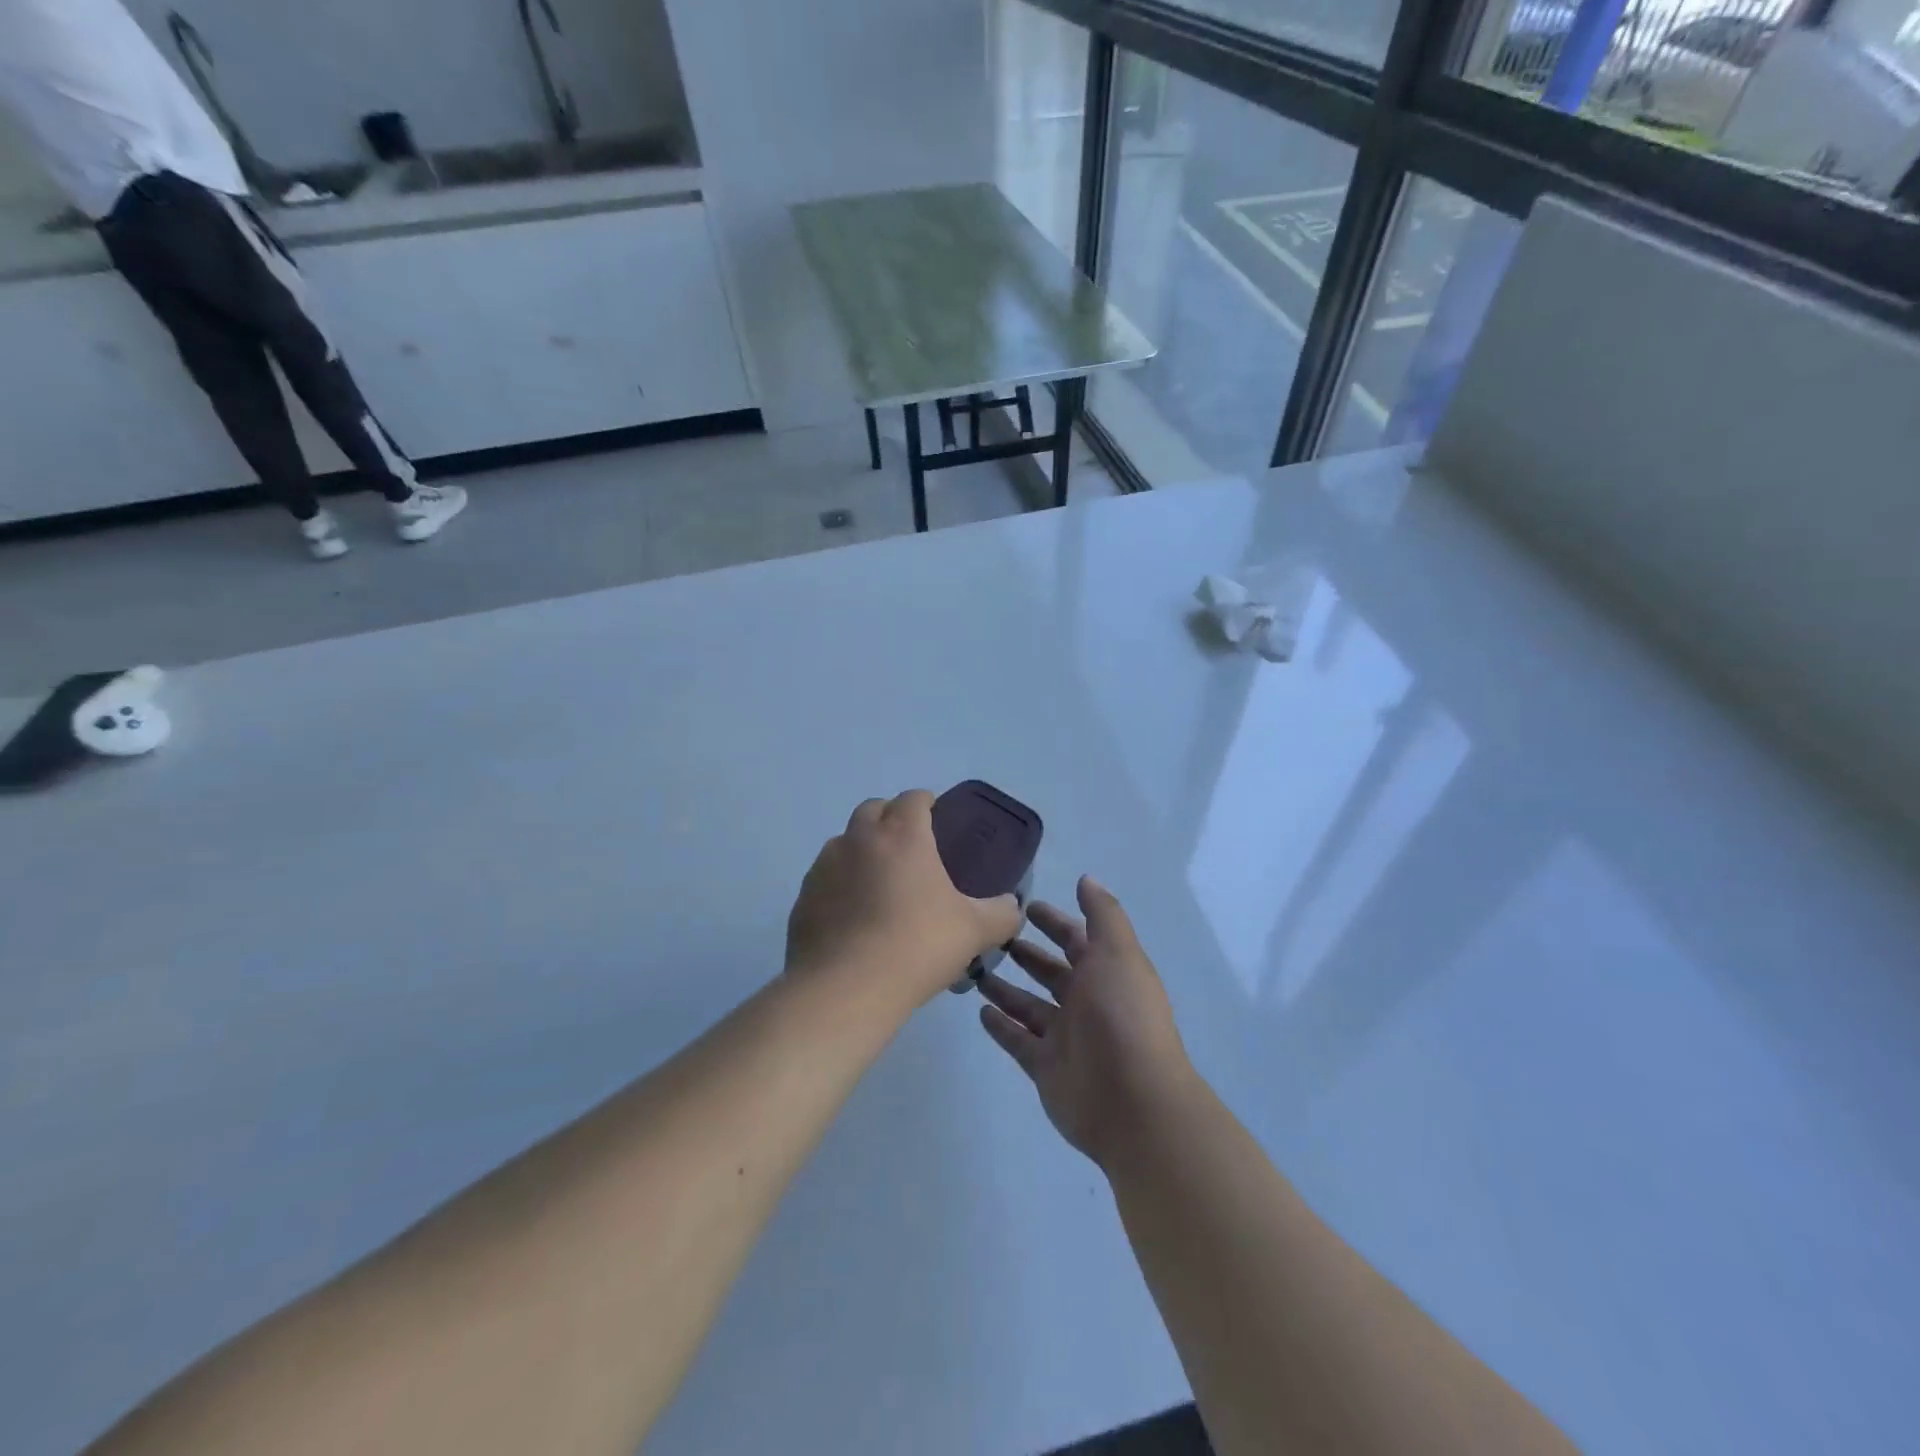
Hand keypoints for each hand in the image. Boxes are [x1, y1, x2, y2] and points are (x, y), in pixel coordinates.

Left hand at [786, 791, 1023, 1011]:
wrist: (845, 989)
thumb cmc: (917, 946)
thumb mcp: (974, 931)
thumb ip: (1001, 914)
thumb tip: (1011, 906)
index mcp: (902, 835)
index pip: (913, 798)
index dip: (926, 803)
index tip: (937, 819)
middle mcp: (859, 839)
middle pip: (873, 809)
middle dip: (891, 818)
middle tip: (910, 850)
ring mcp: (825, 866)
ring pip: (845, 842)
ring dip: (862, 850)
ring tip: (880, 885)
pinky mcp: (803, 897)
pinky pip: (825, 878)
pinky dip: (840, 885)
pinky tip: (854, 917)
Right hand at [978, 877, 1195, 1167]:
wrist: (1132, 1101)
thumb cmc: (1123, 1016)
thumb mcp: (1117, 953)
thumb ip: (1102, 915)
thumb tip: (1086, 879)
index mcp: (1106, 972)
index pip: (1076, 939)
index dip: (1054, 922)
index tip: (1024, 905)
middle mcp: (1086, 1002)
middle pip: (1050, 972)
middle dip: (1026, 953)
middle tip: (989, 936)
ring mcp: (1065, 1037)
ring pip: (1029, 1005)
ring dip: (1006, 988)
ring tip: (974, 968)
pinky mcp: (1045, 1067)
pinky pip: (1018, 1041)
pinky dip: (1001, 1026)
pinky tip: (979, 1011)